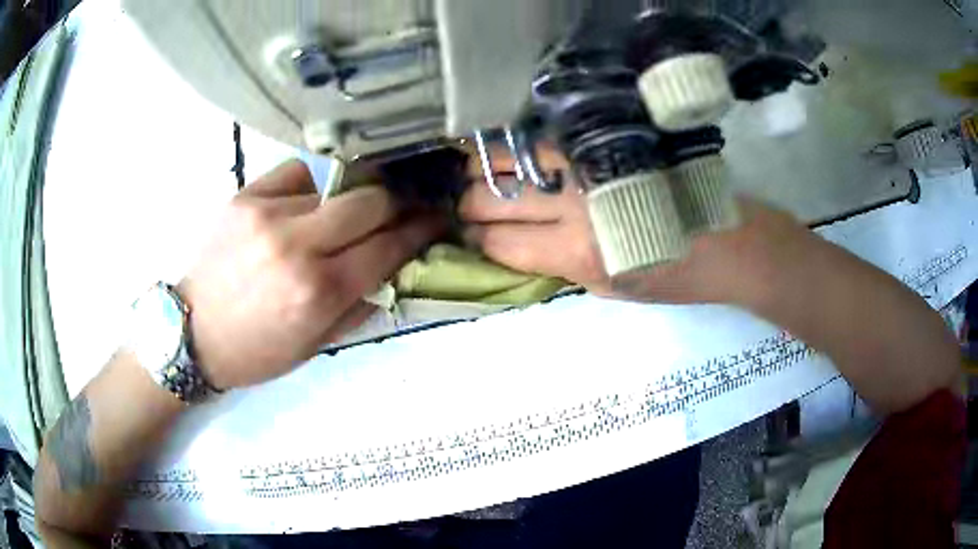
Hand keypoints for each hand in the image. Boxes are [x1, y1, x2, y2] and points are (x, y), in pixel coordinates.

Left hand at [180, 160, 443, 388]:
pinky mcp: (245, 196)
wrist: (193, 333)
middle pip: (370, 201)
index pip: (388, 245)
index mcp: (318, 291)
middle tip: (400, 210)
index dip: (419, 229)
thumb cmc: (256, 350)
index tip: (434, 220)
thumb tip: (393, 265)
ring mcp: (267, 213)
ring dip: (349, 201)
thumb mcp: (317, 345)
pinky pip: (297, 173)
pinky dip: (311, 186)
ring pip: (335, 185)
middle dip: (395, 204)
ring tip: (342, 216)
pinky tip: (305, 203)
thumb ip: (361, 303)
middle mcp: (296, 244)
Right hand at [459, 146, 807, 306]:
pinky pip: (539, 141)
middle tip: (468, 207)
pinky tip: (506, 156)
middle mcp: (575, 204)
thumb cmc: (671, 277)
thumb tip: (514, 244)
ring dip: (482, 170)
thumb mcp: (608, 289)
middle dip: (469, 205)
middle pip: (493, 198)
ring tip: (479, 177)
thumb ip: (557, 264)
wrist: (727, 240)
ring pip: (506, 158)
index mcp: (578, 253)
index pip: (499, 243)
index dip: (477, 241)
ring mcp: (585, 165)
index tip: (472, 237)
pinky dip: (513, 149)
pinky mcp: (599, 142)